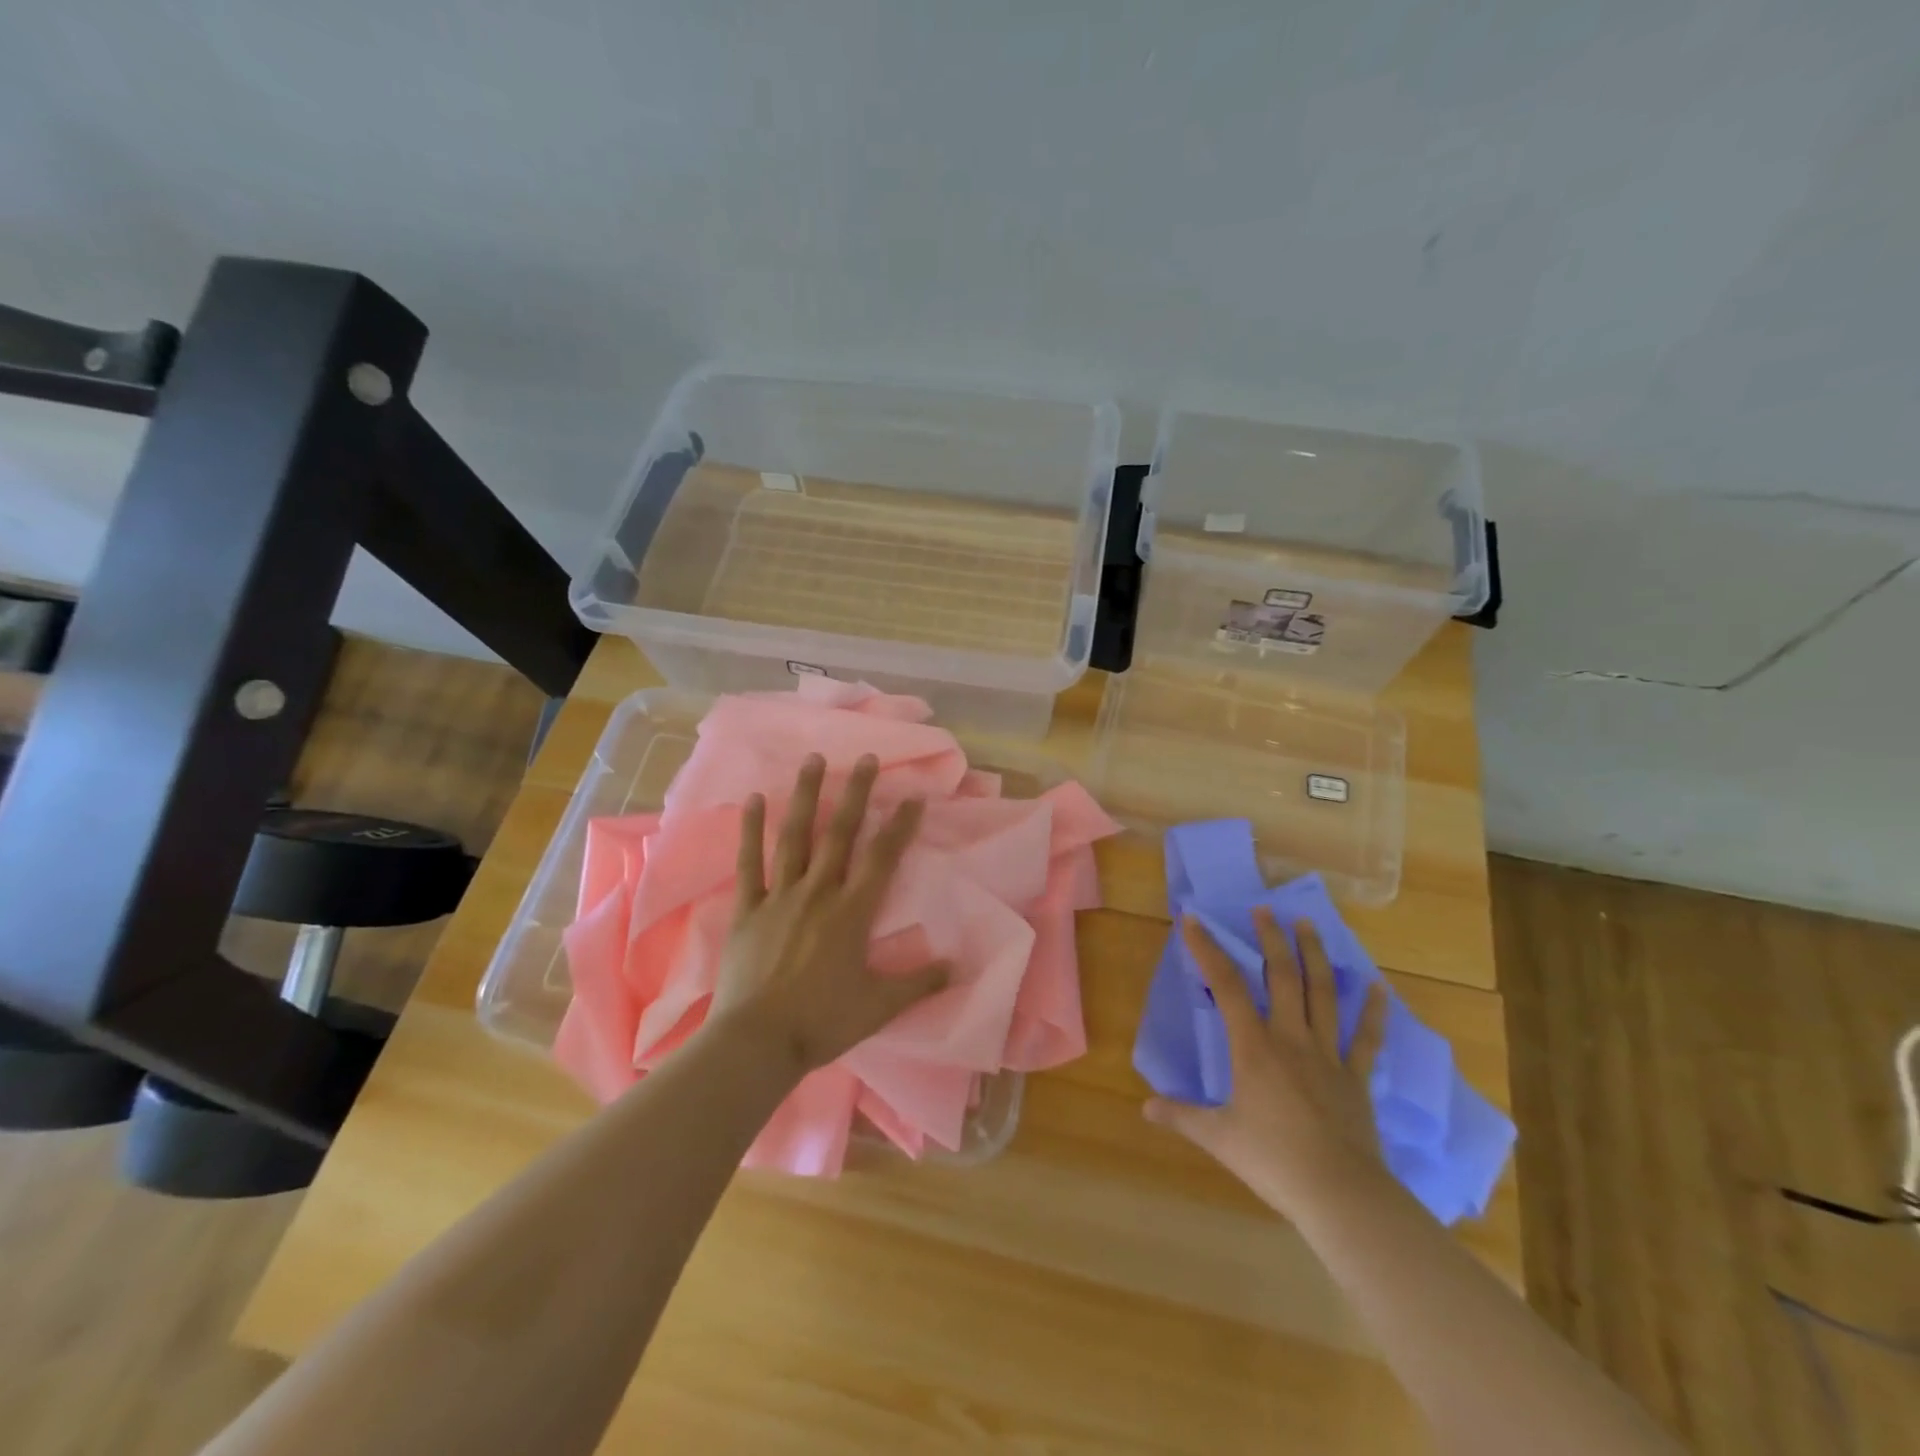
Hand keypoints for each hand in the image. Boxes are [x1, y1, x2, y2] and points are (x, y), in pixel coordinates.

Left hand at [707, 753, 948, 1074]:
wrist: (758, 1042)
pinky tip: (756, 799)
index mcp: (853, 912)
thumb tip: (958, 966)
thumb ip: (919, 982)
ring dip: (807, 796)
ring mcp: (780, 896)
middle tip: (866, 758)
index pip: (883, 858)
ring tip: (814, 760)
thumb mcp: (880, 1006)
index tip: (913, 797)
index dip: (900, 826)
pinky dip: (752, 830)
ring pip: (796, 837)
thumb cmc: (823, 1022)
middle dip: (857, 794)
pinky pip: (750, 862)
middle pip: (841, 834)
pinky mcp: (748, 908)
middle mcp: (819, 892)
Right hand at [1145, 909, 1389, 1219]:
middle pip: (1282, 977)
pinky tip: (1377, 985)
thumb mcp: (1218, 1138)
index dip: (1208, 949)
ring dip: (1314, 955)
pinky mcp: (1356, 1077)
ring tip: (1307, 924)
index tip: (1194, 921)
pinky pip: (1366, 1037)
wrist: (1340, 1195)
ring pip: (1322, 994)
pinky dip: (1372, 1010)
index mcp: (1254, 1047)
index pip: (1226, 986)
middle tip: (1264, 909)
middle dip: (1271, 939)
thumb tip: (1145, 1108)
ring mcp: (1328, 1055)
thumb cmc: (1274, 1161)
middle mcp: (1291, 1039)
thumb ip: (1181, 1116)